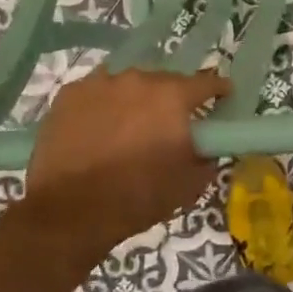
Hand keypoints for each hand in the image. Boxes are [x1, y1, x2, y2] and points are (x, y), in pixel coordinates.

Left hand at [22, 67, 228, 266]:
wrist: (70, 212)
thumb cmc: (138, 197)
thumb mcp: (189, 185)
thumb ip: (208, 158)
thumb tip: (210, 148)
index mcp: (173, 96)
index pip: (206, 82)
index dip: (218, 90)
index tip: (222, 98)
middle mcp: (139, 79)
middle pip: (164, 81)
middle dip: (171, 99)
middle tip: (169, 123)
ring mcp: (100, 82)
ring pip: (128, 85)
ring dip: (135, 100)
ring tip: (129, 126)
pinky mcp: (70, 94)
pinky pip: (97, 92)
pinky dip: (103, 105)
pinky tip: (98, 127)